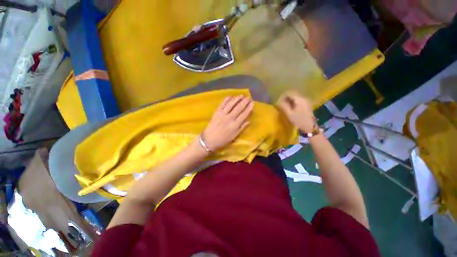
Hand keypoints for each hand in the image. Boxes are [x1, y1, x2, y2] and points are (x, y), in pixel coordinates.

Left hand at [202, 95, 253, 150]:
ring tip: (241, 95)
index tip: (252, 103)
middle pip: (238, 108)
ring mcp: (222, 114)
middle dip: (244, 102)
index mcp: (235, 125)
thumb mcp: (234, 136)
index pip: (244, 114)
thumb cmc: (223, 139)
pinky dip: (226, 100)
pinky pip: (222, 104)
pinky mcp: (216, 112)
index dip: (248, 108)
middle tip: (248, 97)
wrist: (210, 139)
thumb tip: (249, 121)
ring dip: (236, 99)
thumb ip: (242, 128)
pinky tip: (230, 96)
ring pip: (231, 104)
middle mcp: (230, 118)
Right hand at [278, 91, 315, 132]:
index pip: (290, 92)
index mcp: (299, 99)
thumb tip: (280, 101)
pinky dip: (294, 102)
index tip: (279, 101)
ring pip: (296, 96)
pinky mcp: (307, 104)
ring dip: (290, 99)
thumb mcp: (289, 114)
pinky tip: (292, 107)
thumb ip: (284, 106)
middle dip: (287, 97)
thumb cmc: (299, 120)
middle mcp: (304, 97)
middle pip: (293, 93)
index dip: (283, 95)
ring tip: (286, 105)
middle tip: (282, 103)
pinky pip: (299, 100)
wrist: (310, 127)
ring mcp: (307, 100)